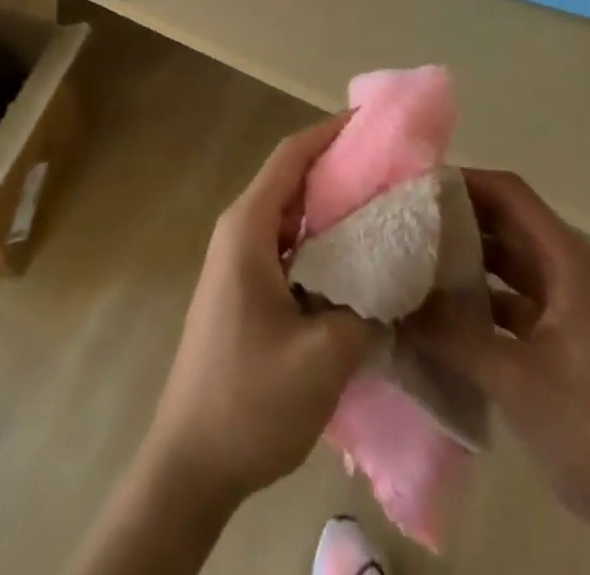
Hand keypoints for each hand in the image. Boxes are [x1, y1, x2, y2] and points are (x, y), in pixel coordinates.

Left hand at [144, 115, 375, 503]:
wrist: (190, 464)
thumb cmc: (250, 401)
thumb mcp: (323, 356)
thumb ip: (368, 305)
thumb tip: (399, 274)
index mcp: (248, 228)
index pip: (292, 156)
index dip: (331, 133)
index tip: (376, 124)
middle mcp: (240, 231)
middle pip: (293, 179)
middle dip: (342, 168)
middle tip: (395, 168)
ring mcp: (240, 261)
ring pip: (293, 213)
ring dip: (334, 206)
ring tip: (387, 206)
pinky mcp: (246, 288)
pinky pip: (290, 244)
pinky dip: (324, 239)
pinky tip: (361, 258)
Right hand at [411, 170, 589, 574]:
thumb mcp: (513, 378)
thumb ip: (450, 334)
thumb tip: (392, 300)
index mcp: (568, 262)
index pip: (509, 193)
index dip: (464, 182)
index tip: (414, 187)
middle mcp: (568, 270)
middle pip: (507, 221)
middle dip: (457, 217)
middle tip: (403, 220)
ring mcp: (567, 305)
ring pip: (508, 259)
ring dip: (466, 256)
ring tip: (413, 257)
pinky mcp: (562, 337)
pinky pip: (512, 297)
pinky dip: (480, 295)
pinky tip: (441, 309)